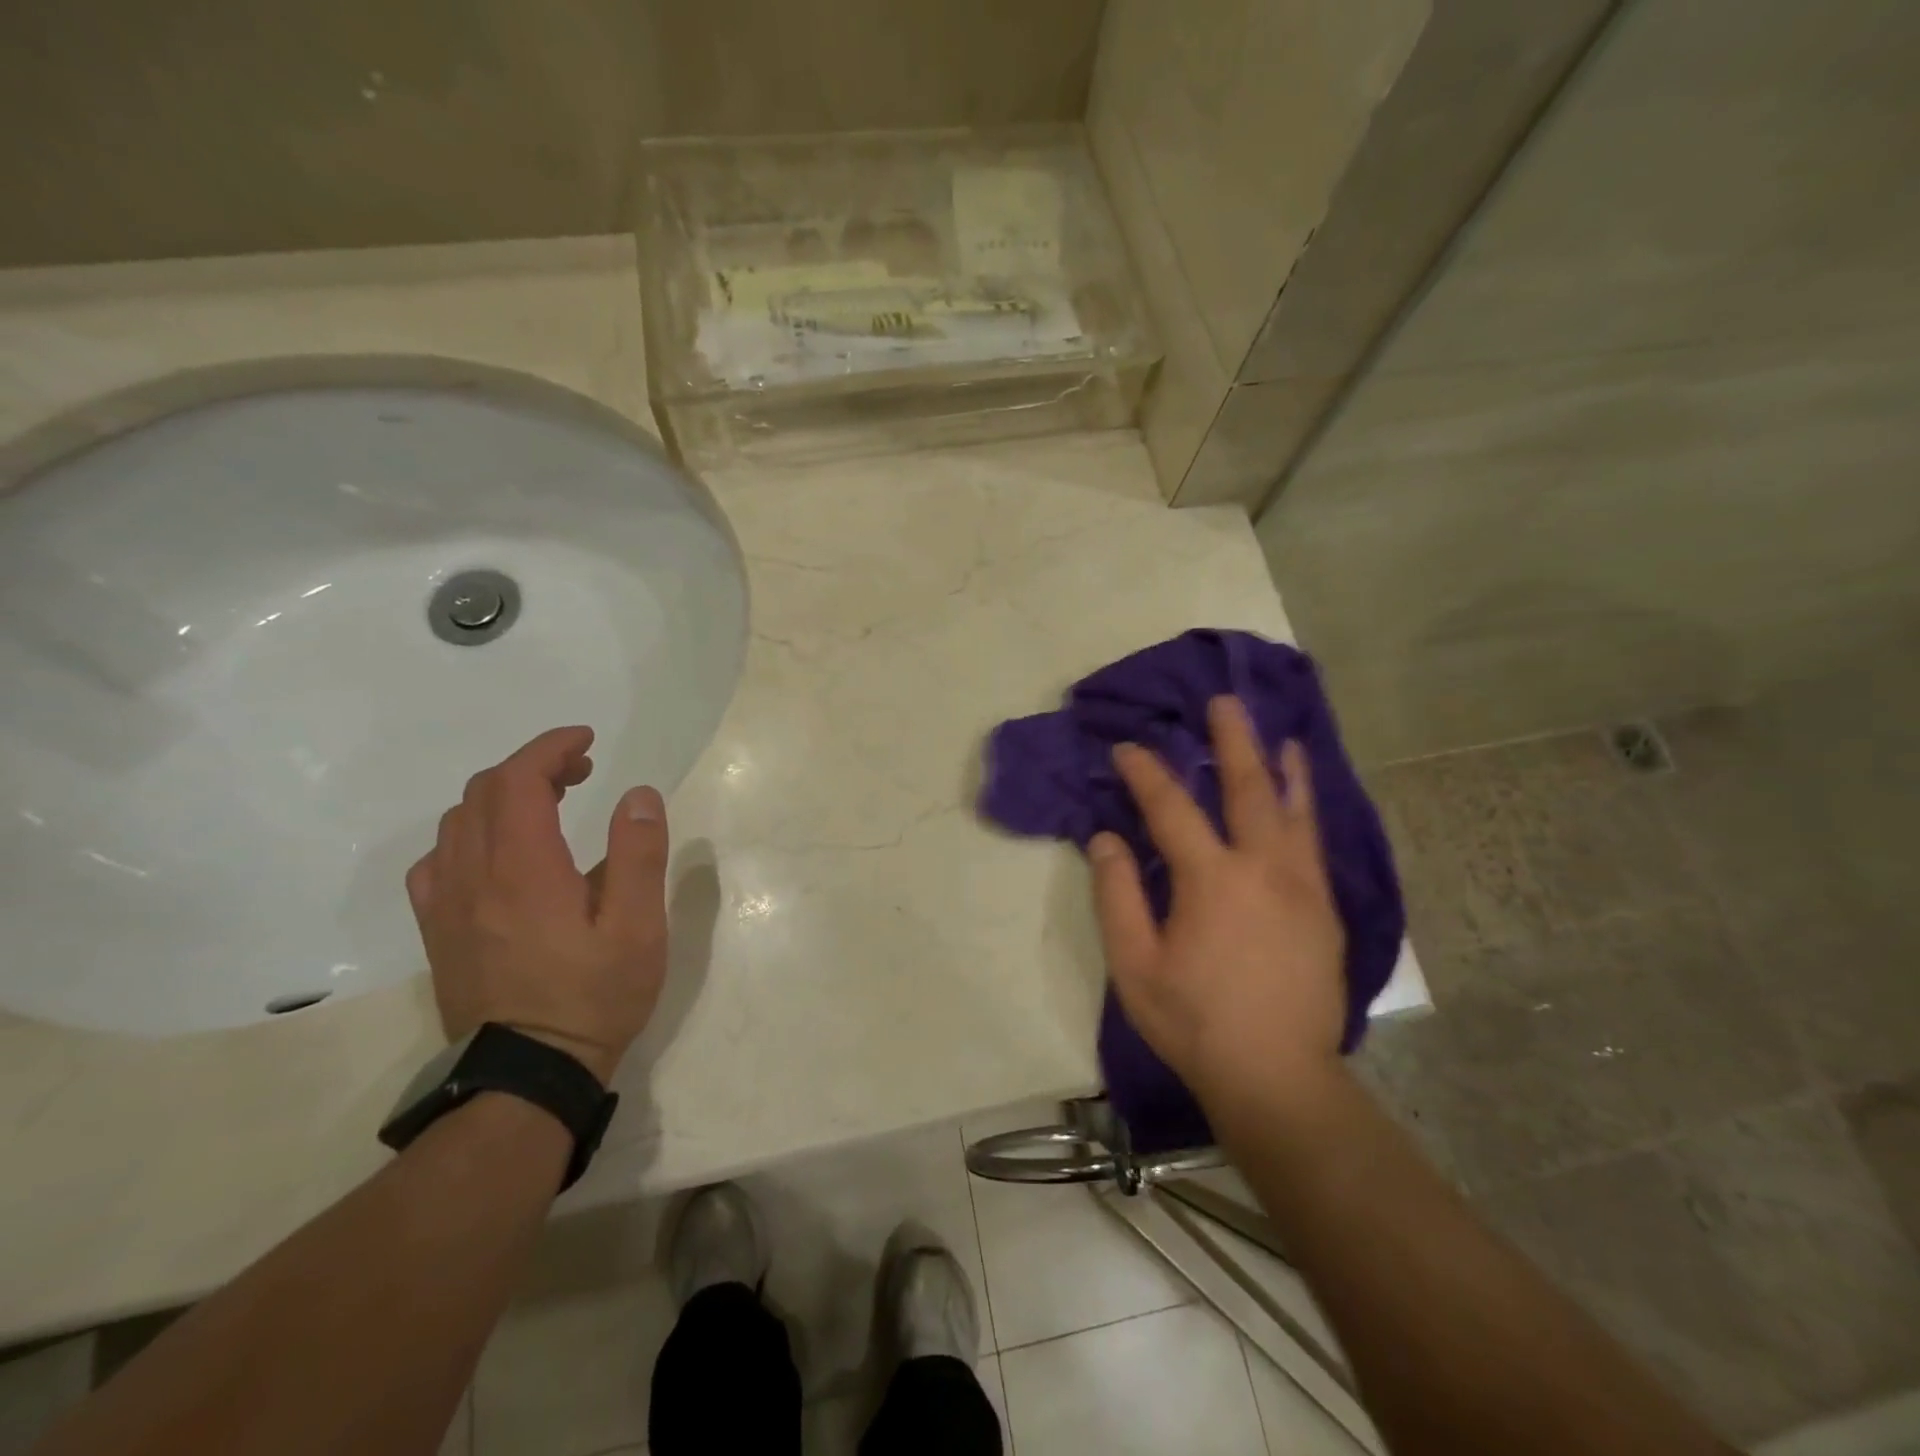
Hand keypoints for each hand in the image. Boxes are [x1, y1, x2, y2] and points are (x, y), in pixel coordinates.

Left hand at [406, 725, 669, 1083]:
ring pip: (458, 822)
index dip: (550, 748)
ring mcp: (446, 905)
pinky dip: (470, 835)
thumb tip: (638, 795)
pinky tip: (498, 854)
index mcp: (523, 868)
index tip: (587, 741)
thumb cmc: (593, 996)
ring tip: (549, 805)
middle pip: (484, 792)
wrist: (528, 1075)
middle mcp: (472, 876)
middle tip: (581, 772)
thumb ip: (638, 854)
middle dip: (533, 766)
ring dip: (502, 796)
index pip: (518, 780)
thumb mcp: (637, 927)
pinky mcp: (437, 932)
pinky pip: (438, 861)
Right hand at [1089, 695, 1346, 1109]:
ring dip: (1282, 767)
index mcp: (1211, 880)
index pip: (1171, 808)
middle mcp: (1263, 869)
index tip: (1126, 748)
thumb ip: (1117, 895)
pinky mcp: (1325, 910)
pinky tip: (1303, 797)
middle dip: (1232, 741)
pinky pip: (1314, 842)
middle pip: (1247, 789)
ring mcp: (1302, 888)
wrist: (1277, 1078)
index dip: (1145, 774)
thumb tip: (1106, 838)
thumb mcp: (1134, 964)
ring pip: (1294, 810)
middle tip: (1224, 702)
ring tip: (1279, 735)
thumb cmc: (1194, 1021)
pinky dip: (1307, 807)